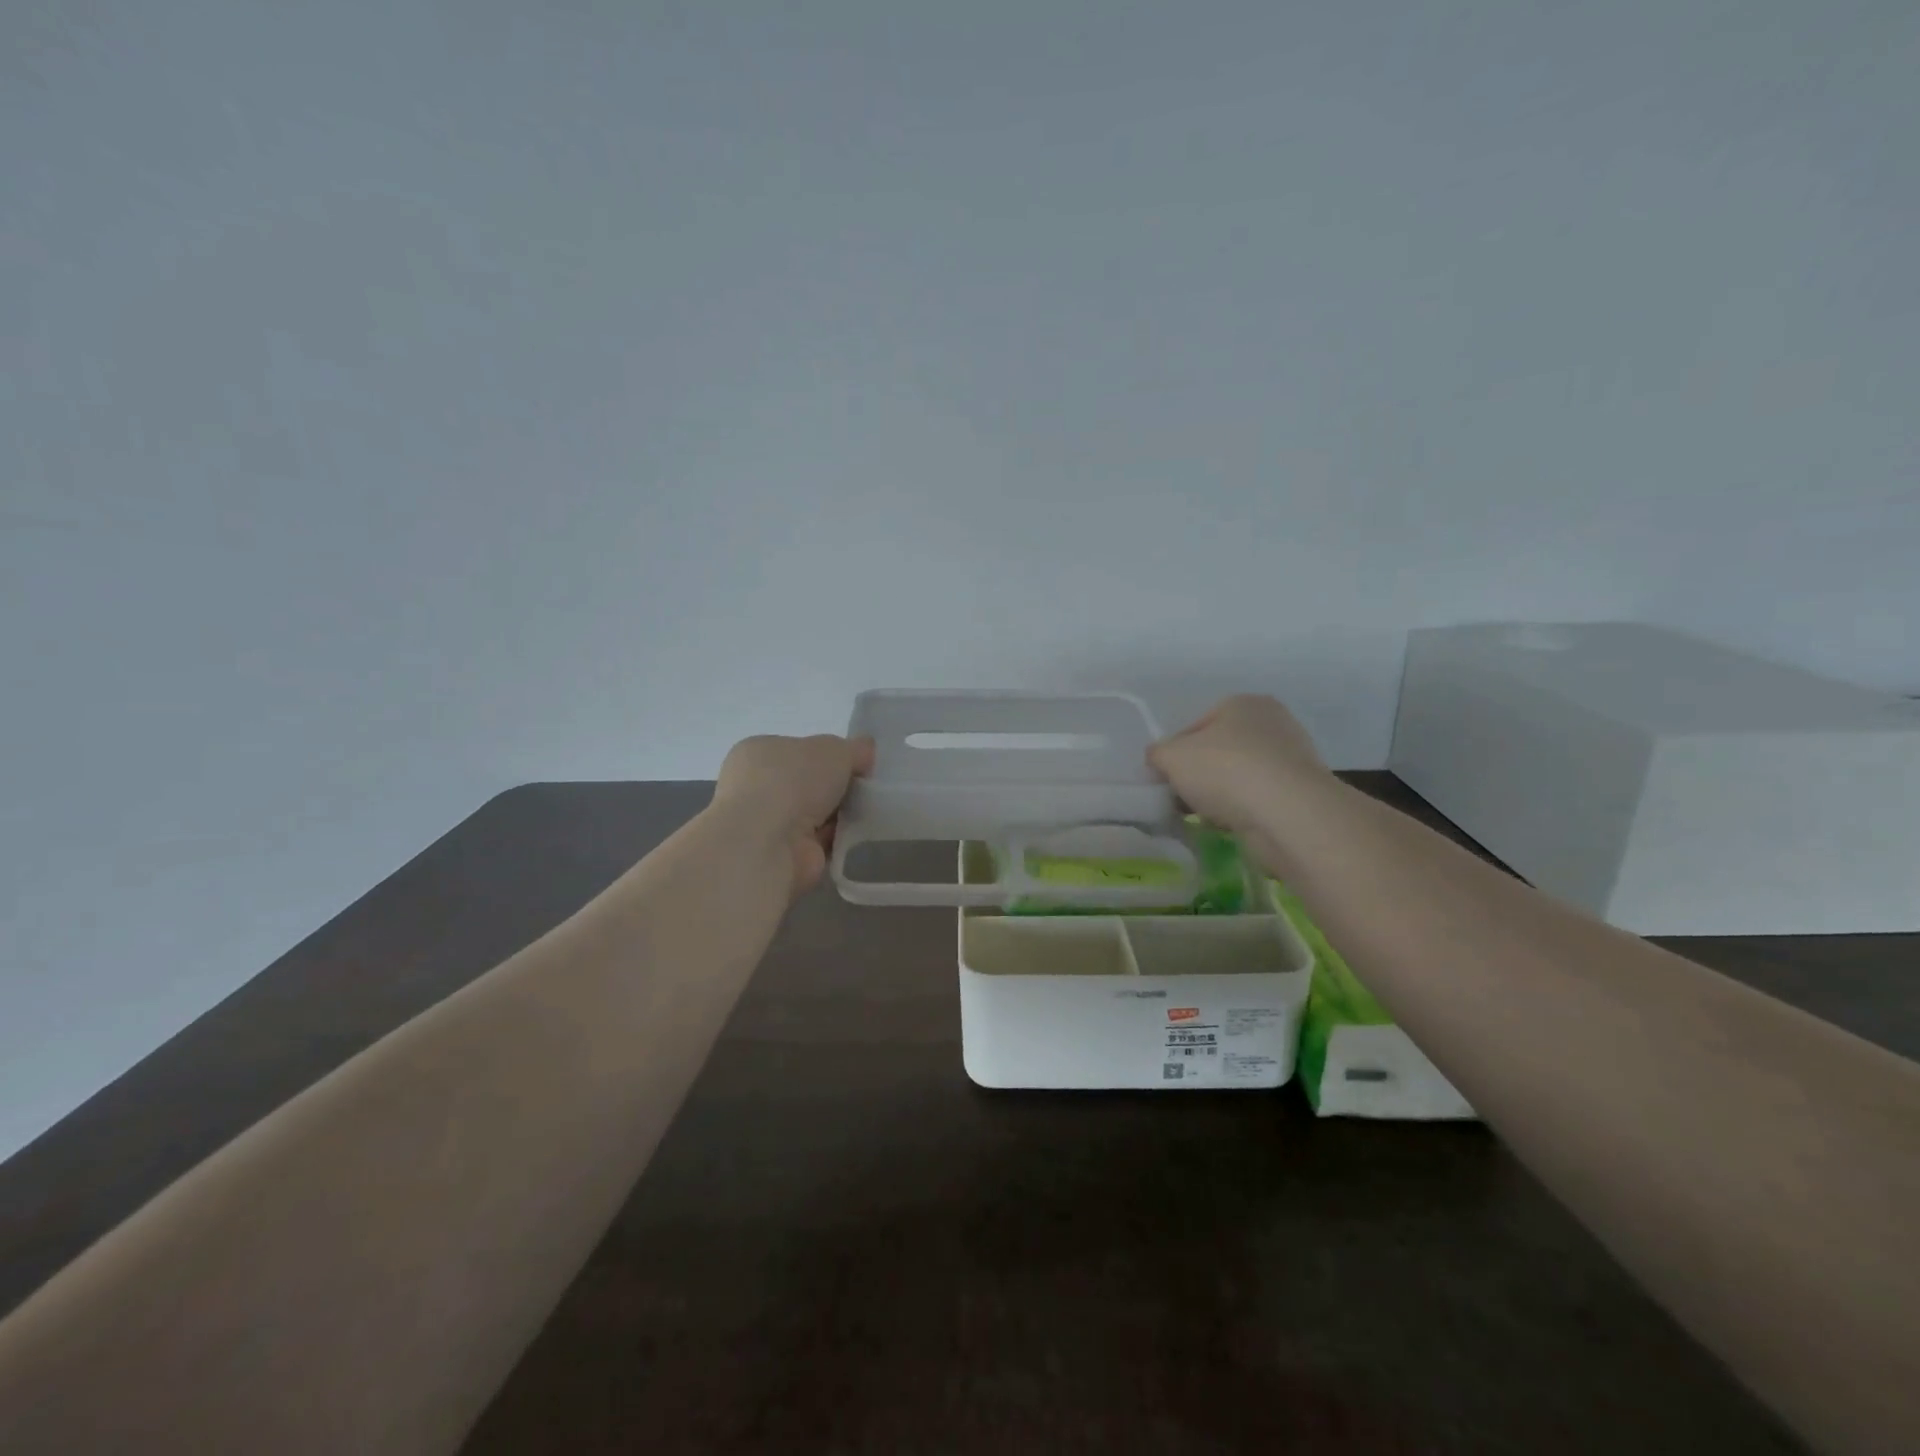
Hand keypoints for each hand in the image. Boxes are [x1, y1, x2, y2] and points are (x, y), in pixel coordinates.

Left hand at [712, 734, 874, 897]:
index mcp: (758, 752)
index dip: (828, 756)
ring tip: (869, 811)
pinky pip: (820, 842)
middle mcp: (755, 787)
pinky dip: (838, 840)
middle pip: (807, 783)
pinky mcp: (783, 856)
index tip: (857, 763)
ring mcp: (767, 825)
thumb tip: (866, 751)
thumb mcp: (834, 749)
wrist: (769, 843)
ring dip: (839, 815)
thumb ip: (854, 748)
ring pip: (815, 815)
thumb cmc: (792, 781)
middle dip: (836, 787)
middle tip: (867, 788)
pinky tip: (859, 835)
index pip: (797, 750)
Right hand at [1147, 695, 1329, 832]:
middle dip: (1199, 776)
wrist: (1287, 813)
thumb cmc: (1225, 770)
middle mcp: (1272, 723)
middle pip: (1219, 751)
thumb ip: (1158, 754)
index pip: (1196, 726)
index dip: (1175, 753)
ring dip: (1220, 796)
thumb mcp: (1171, 757)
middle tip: (1181, 798)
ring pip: (1238, 777)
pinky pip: (1258, 800)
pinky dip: (1243, 811)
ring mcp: (1292, 758)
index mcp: (1243, 703)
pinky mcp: (1301, 793)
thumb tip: (1158, 759)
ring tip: (1204, 816)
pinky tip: (1229, 825)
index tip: (1165, 778)